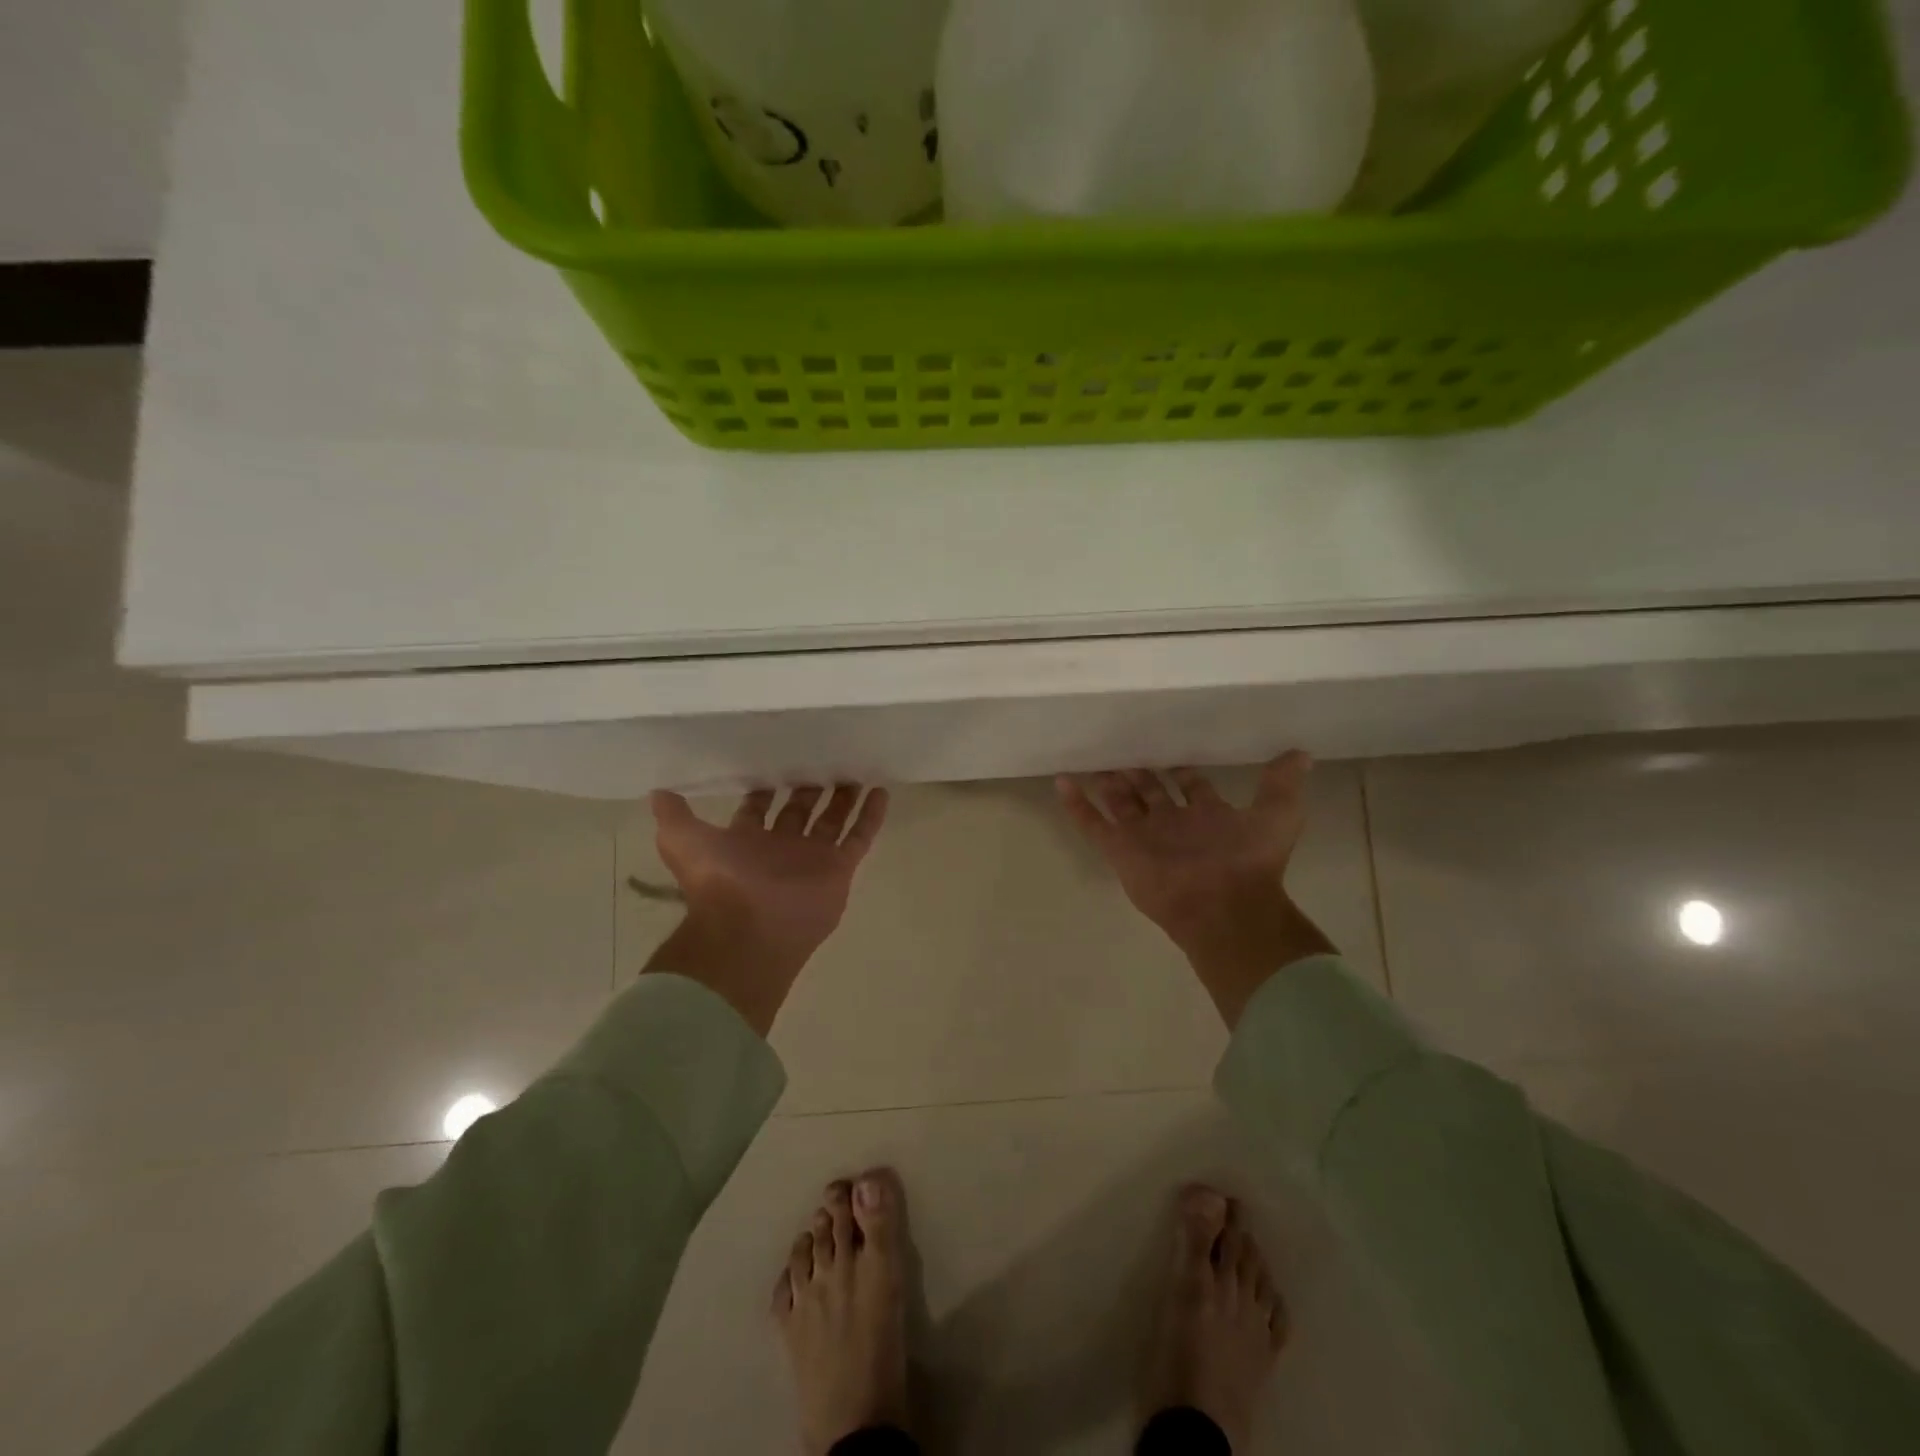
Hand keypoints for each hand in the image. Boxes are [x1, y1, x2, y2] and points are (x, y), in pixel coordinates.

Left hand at [646, 784, 889, 1035]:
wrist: (750, 929)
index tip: (779, 759)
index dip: (767, 788)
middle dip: (810, 788)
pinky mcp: (839, 868)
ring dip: (844, 798)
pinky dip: (870, 816)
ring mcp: (813, 858)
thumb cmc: (718, 881)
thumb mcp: (682, 841)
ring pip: (832, 820)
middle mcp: (780, 847)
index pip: (760, 808)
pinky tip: (881, 790)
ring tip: (856, 770)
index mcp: (746, 841)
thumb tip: (658, 791)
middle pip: (800, 811)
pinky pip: (859, 837)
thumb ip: (674, 816)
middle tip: (824, 758)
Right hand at [1058, 753, 1335, 1026]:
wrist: (1224, 906)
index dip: (1180, 767)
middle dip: (1138, 770)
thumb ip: (1282, 784)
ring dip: (1106, 781)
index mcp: (1205, 816)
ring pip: (1119, 802)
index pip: (1189, 785)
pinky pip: (1092, 823)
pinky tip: (1062, 780)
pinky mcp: (1119, 849)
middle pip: (1149, 790)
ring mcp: (1143, 836)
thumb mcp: (1278, 815)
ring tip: (1091, 757)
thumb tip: (1302, 753)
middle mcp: (1172, 824)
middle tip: (1122, 745)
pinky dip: (1076, 804)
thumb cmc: (1250, 861)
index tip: (1168, 744)